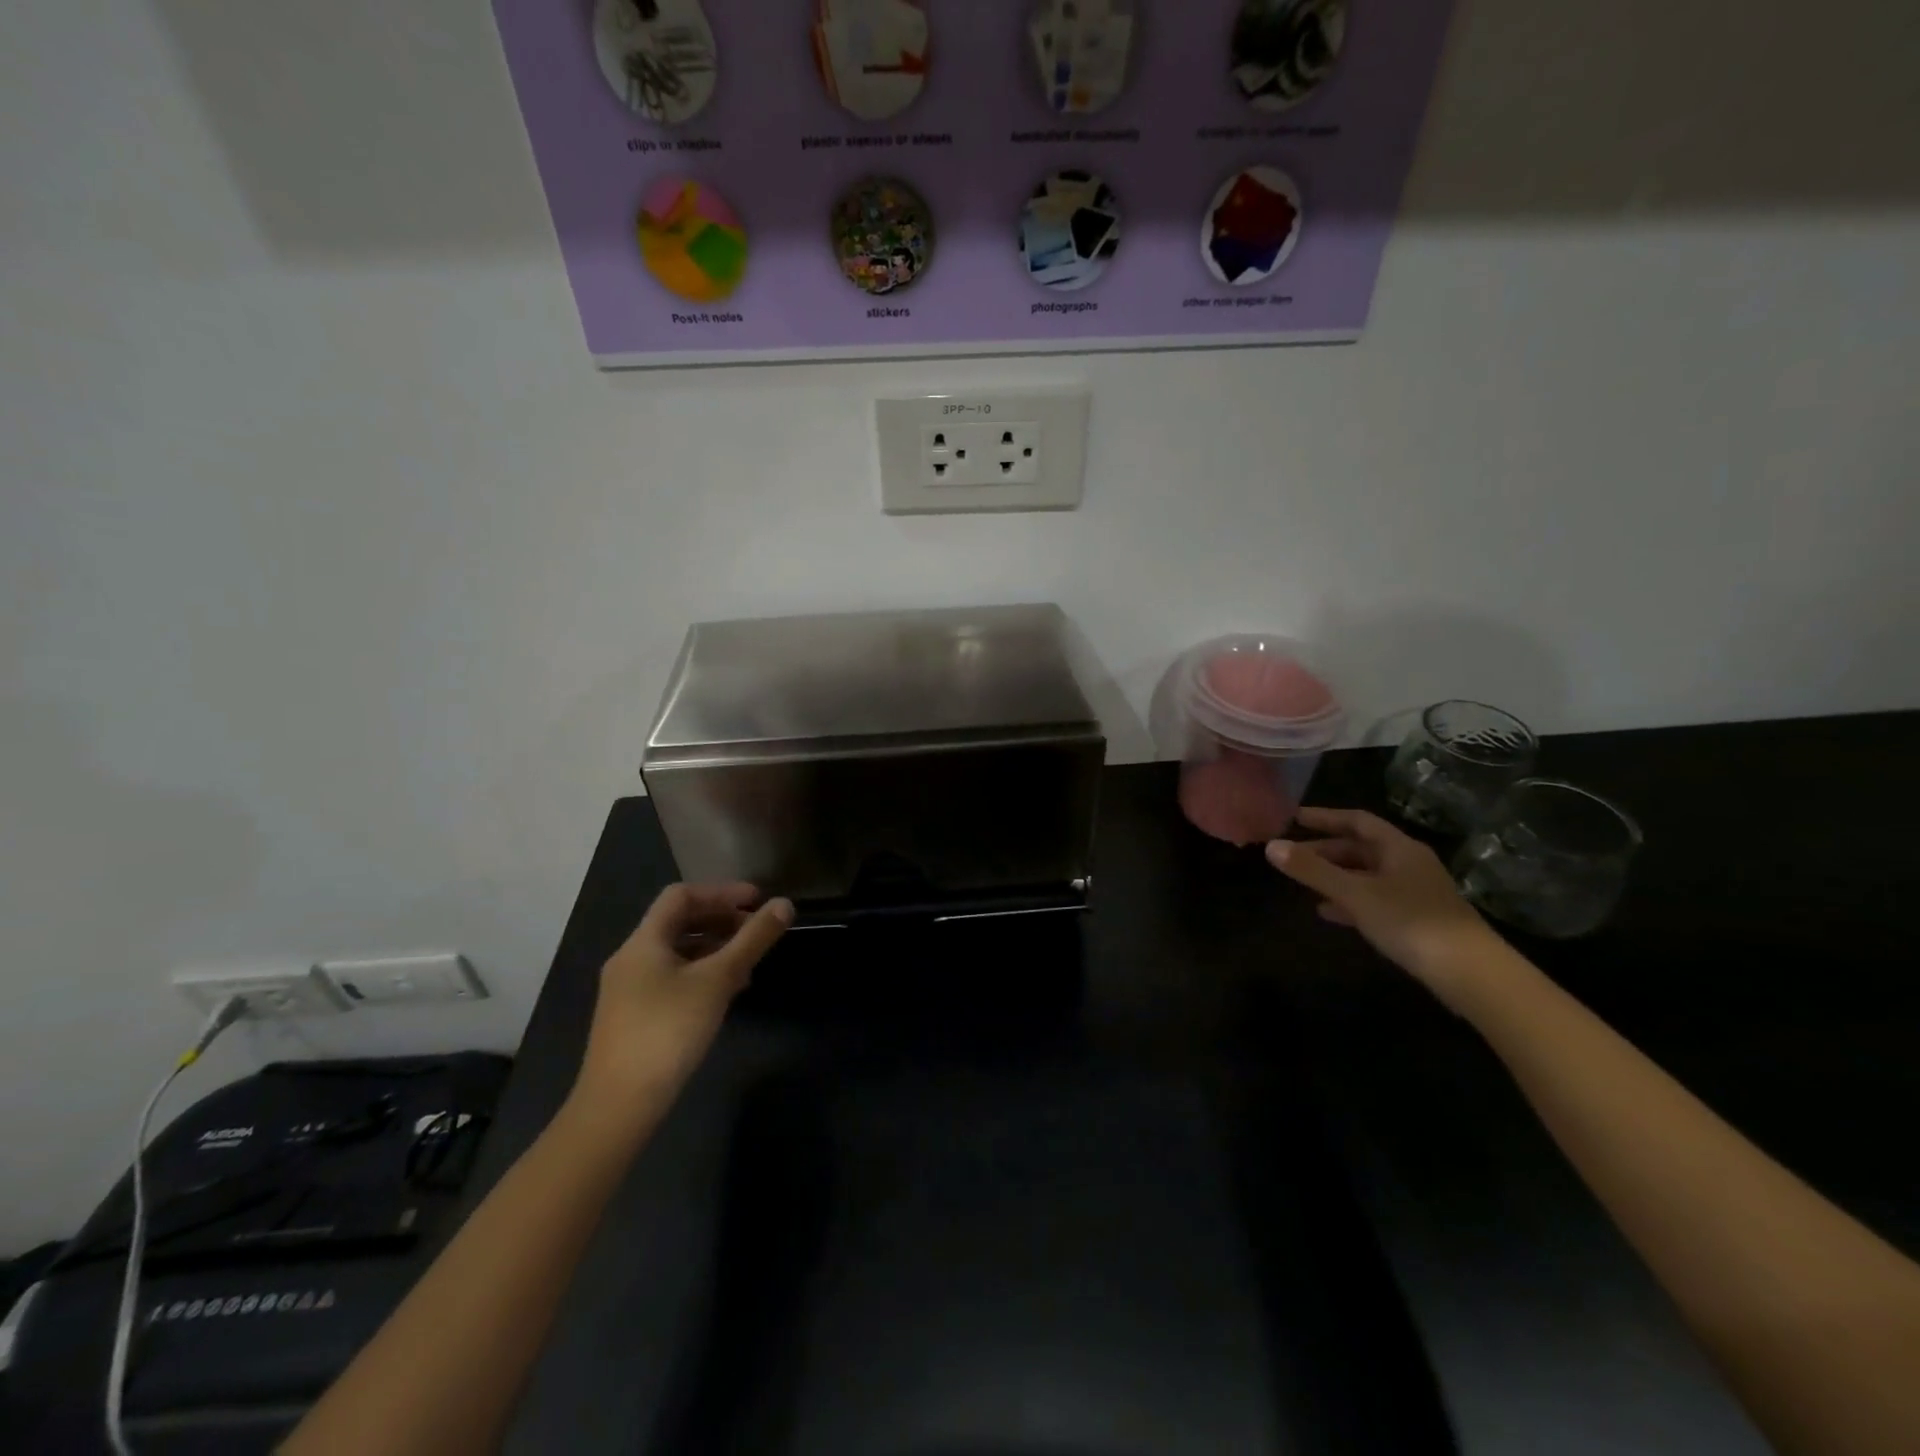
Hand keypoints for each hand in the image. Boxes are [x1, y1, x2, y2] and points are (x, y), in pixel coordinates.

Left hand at [572, 883, 792, 1121]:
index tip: (757, 901)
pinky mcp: (633, 1017)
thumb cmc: (668, 1031)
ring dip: (713, 948)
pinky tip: (724, 994)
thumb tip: (785, 904)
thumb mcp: (718, 980)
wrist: (619, 1105)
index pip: (681, 896)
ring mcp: (628, 990)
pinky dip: (700, 973)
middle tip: (757, 931)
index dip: (721, 892)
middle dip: (720, 920)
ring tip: (748, 964)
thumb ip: (753, 940)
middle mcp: (631, 958)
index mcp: (643, 942)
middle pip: (678, 922)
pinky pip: (671, 977)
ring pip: (676, 952)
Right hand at [1266, 808, 1504, 1010]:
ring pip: (1366, 875)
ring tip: (1303, 883)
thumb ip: (1312, 870)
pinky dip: (1349, 900)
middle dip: (1325, 850)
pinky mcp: (1416, 919)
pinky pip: (1374, 899)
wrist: (1470, 973)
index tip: (1294, 818)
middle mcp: (1408, 863)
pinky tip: (1329, 912)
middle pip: (1361, 848)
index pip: (1357, 821)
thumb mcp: (1354, 893)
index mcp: (1398, 848)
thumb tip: (1271, 846)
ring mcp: (1415, 892)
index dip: (1325, 817)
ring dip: (1335, 876)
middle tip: (1291, 855)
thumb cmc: (1409, 921)